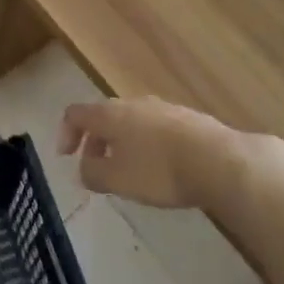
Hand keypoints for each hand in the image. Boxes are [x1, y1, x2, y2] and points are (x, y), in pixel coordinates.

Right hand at [57, 97, 246, 209]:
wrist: (218, 161)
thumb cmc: (159, 170)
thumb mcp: (117, 179)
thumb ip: (92, 172)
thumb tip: (84, 167)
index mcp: (111, 114)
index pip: (76, 113)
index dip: (65, 133)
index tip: (66, 158)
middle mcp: (133, 104)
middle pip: (104, 117)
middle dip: (95, 142)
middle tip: (96, 170)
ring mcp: (162, 108)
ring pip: (131, 123)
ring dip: (122, 144)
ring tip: (128, 172)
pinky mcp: (187, 119)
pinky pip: (155, 129)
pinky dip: (146, 146)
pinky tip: (159, 169)